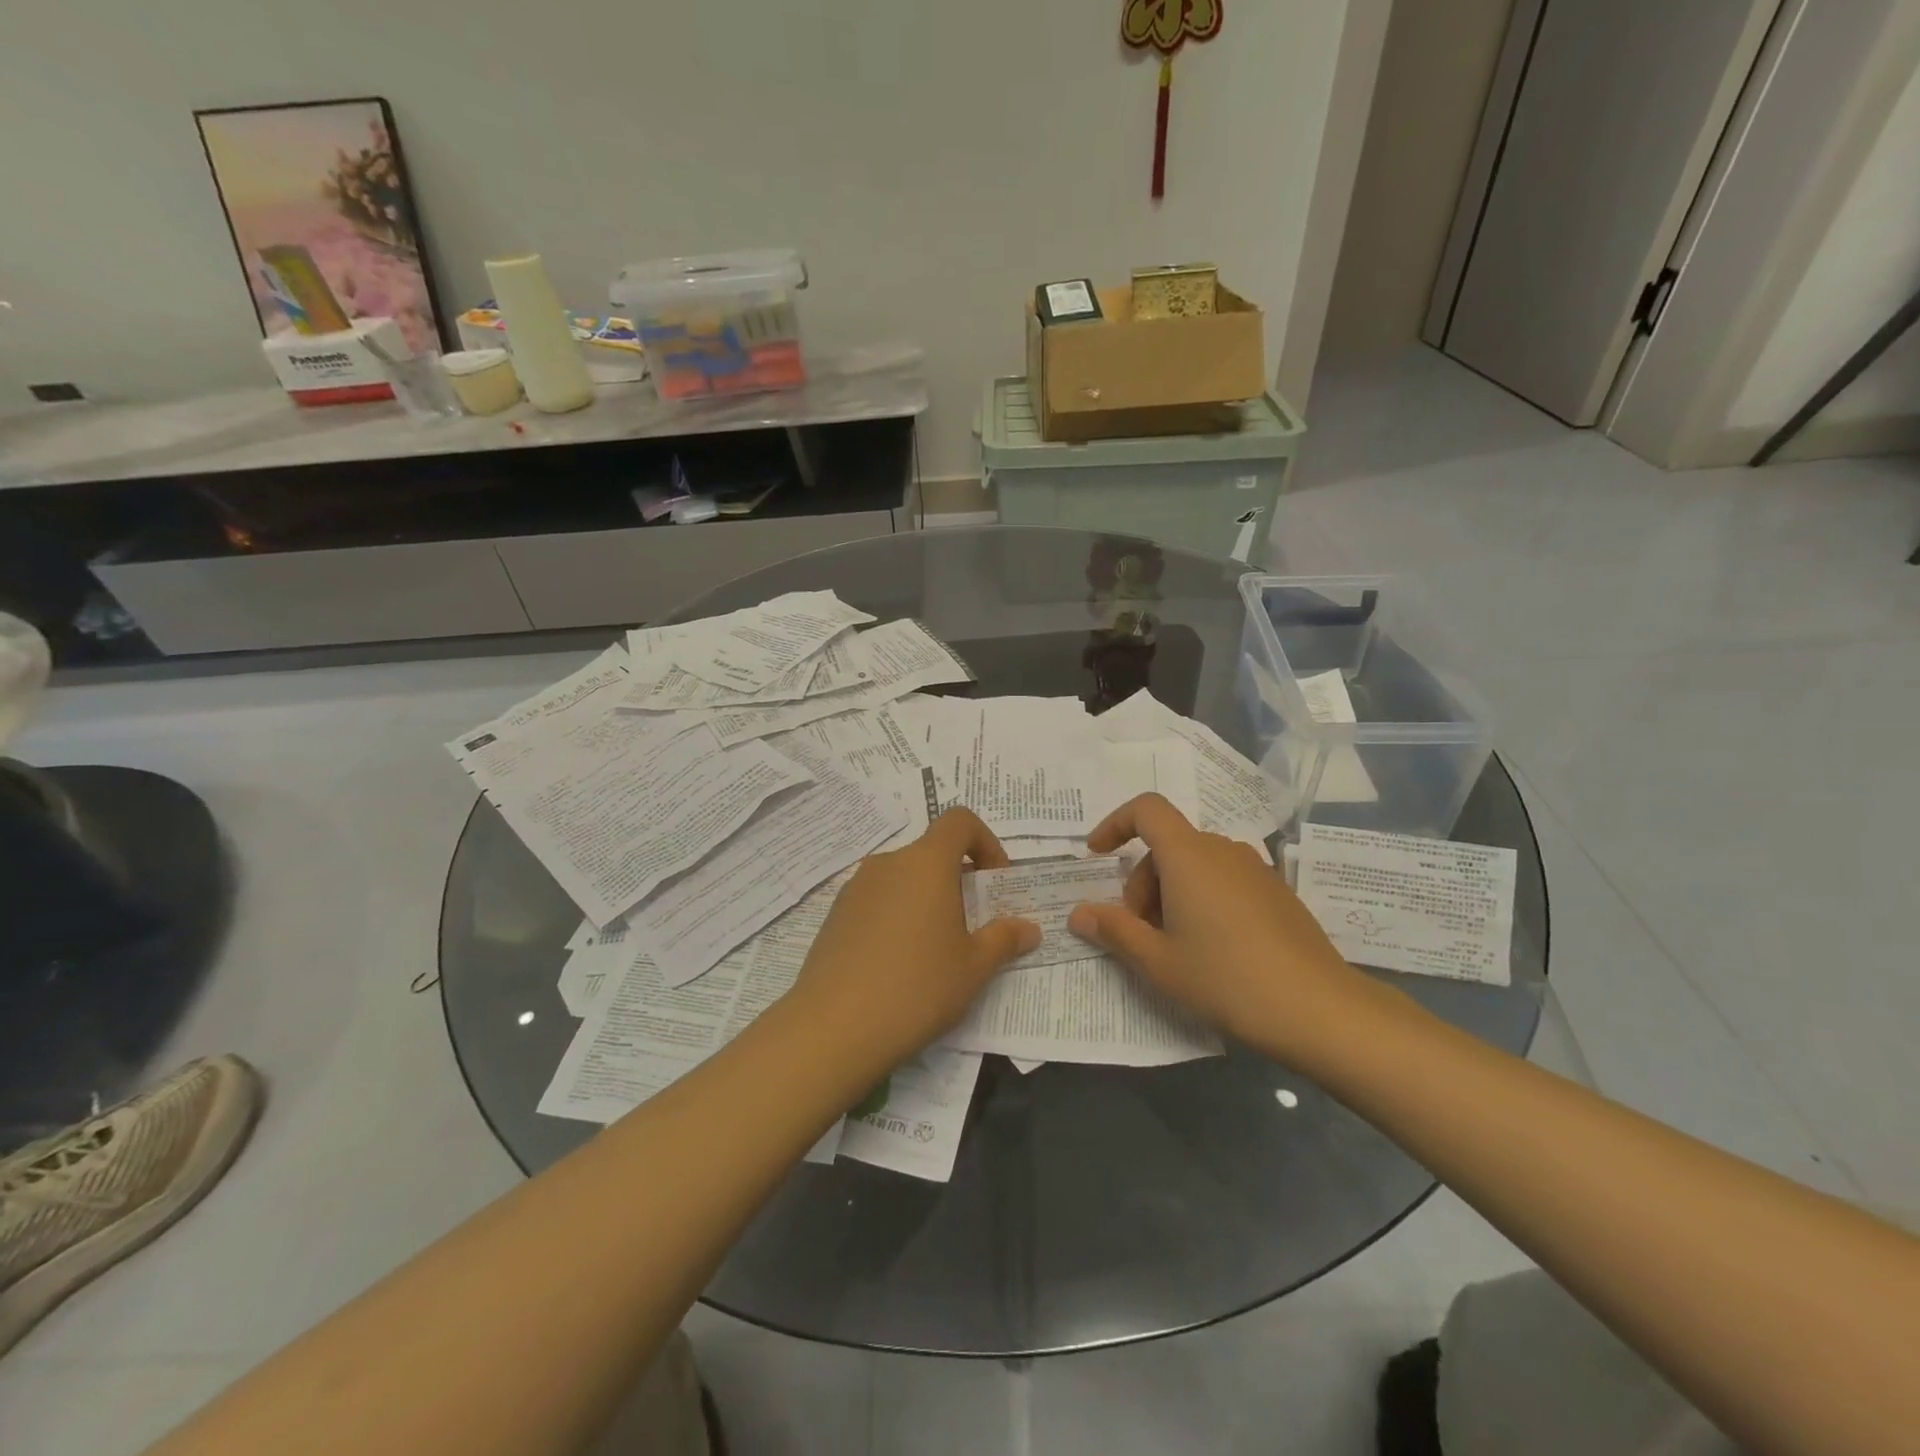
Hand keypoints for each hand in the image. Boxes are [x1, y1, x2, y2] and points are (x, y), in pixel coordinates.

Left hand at [787, 808, 1039, 1069]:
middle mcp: (888, 863)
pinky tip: (898, 964)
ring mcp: (856, 888)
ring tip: (936, 950)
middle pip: (931, 853)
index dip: (985, 842)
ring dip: (927, 899)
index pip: (959, 821)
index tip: (994, 883)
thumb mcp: (974, 968)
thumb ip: (1003, 939)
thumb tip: (1028, 928)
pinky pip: (878, 900)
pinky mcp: (836, 915)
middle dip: (958, 880)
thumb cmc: (917, 988)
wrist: (833, 1029)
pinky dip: (897, 916)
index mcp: (926, 863)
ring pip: (903, 878)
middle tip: (972, 926)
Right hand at [1066, 794, 1362, 1057]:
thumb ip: (1114, 931)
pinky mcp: (1276, 891)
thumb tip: (1079, 914)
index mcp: (1189, 856)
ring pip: (1195, 864)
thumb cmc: (1226, 979)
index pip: (1146, 809)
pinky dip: (1202, 898)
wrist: (1319, 1009)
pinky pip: (1224, 879)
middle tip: (1140, 933)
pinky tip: (1213, 949)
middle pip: (1167, 846)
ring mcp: (1255, 869)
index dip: (1115, 824)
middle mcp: (1223, 850)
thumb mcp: (1159, 962)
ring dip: (1171, 893)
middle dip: (1141, 883)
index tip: (1097, 856)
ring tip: (1175, 946)